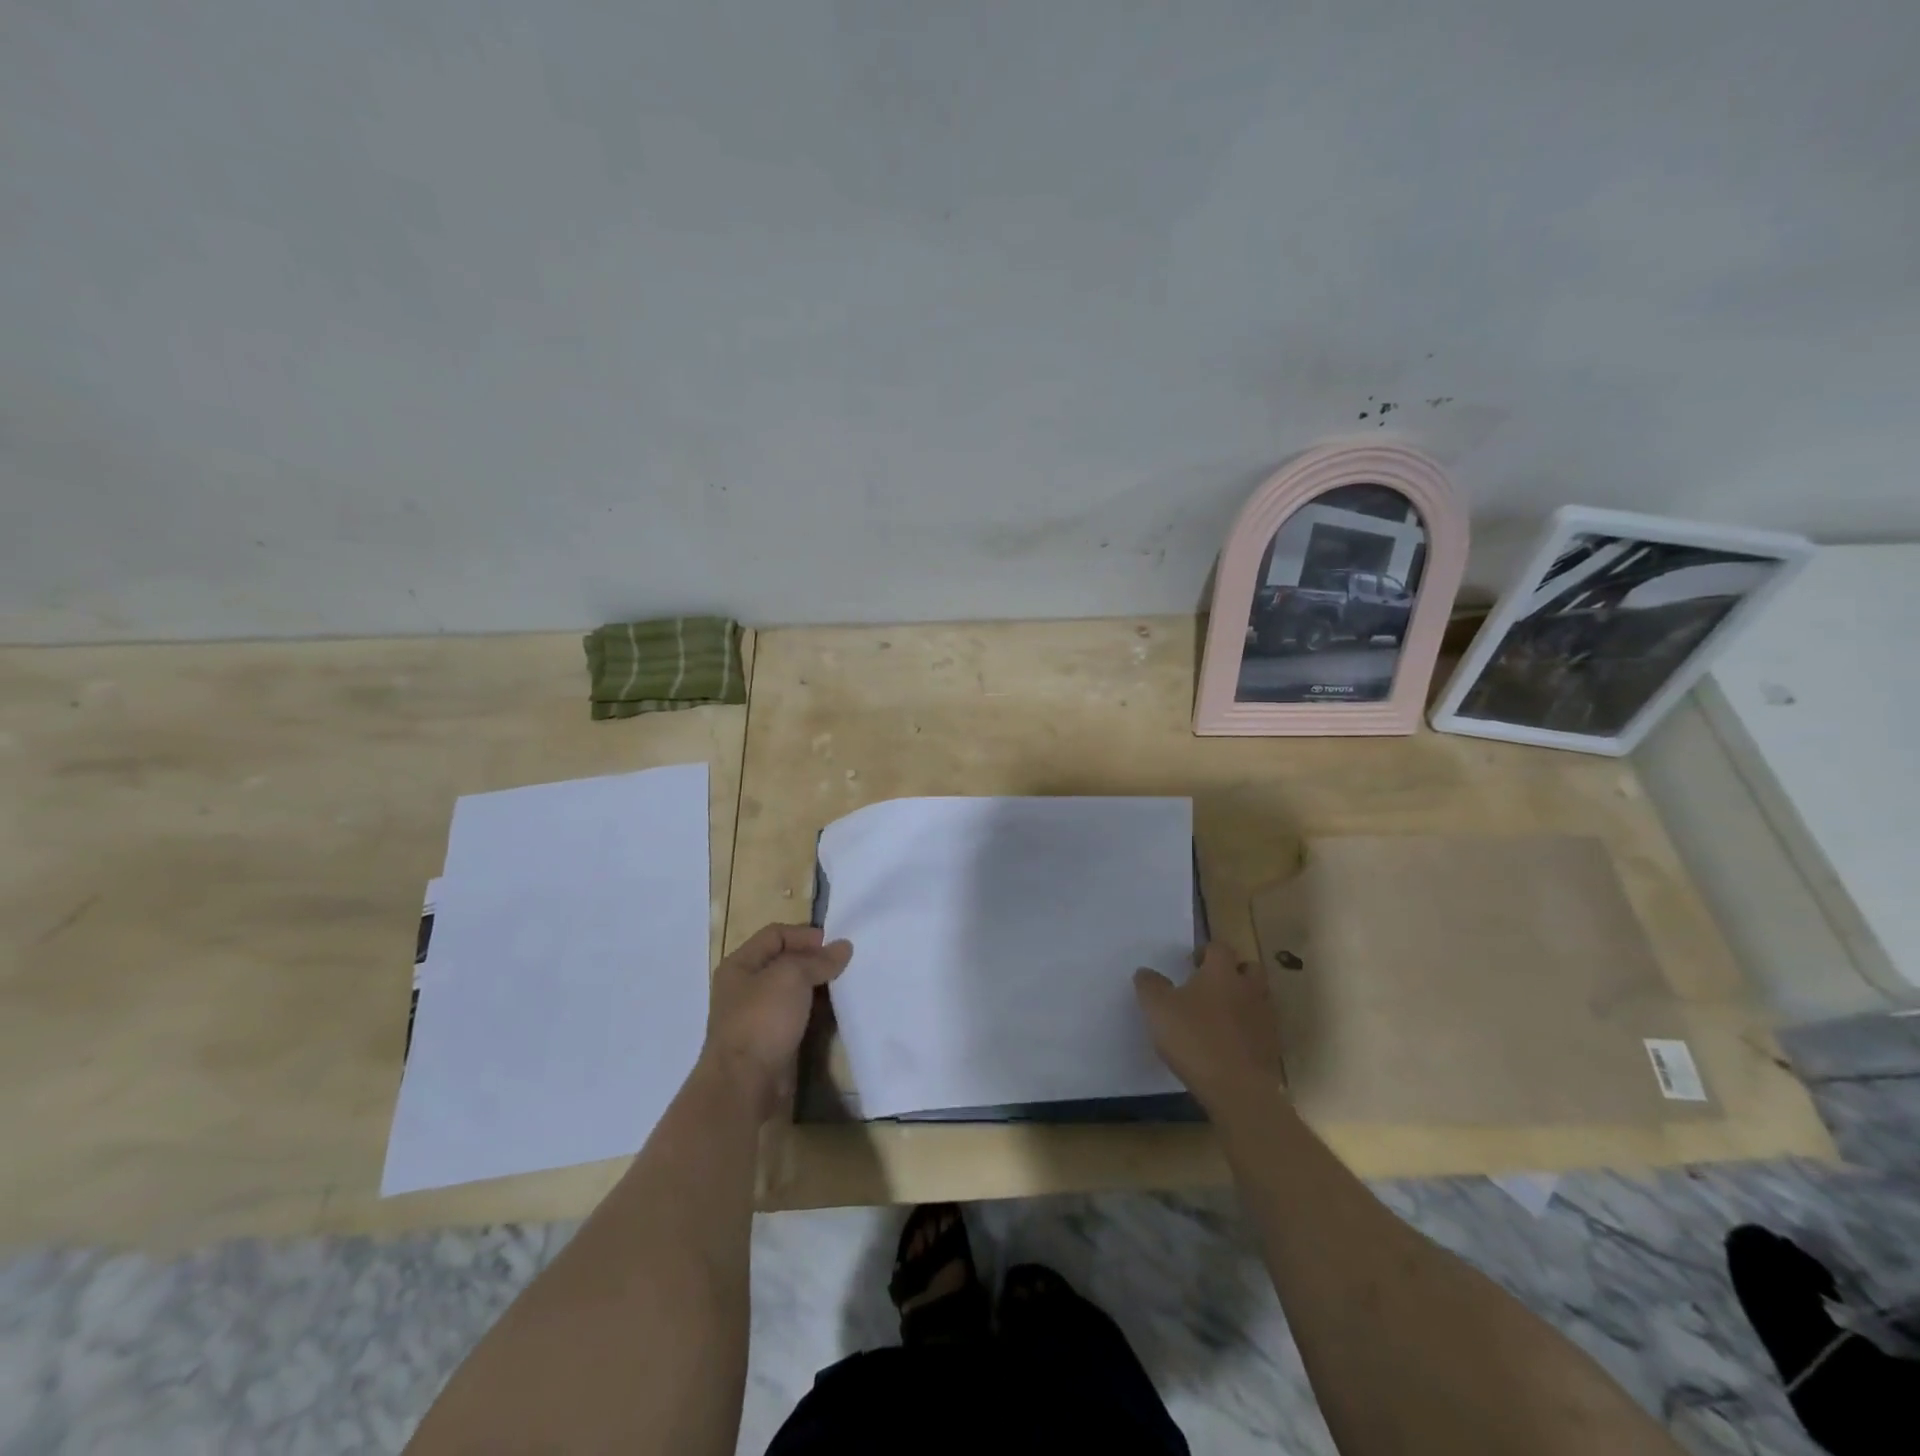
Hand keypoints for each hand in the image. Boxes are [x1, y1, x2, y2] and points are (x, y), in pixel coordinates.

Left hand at [697, 923, 852, 1119]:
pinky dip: (814, 1011)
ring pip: (791, 991)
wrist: (745, 1084)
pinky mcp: (770, 1041)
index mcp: (740, 964)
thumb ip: (818, 960)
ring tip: (843, 986)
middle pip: (784, 962)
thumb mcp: (792, 976)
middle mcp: (744, 987)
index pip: (775, 934)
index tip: (833, 944)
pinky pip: (796, 1016)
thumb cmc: (762, 1019)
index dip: (804, 935)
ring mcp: (756, 1016)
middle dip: (813, 960)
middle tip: (843, 965)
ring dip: (816, 987)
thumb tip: (843, 947)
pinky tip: (833, 1013)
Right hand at [1134, 942, 1284, 1111]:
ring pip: (1258, 998)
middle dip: (1233, 972)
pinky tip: (1229, 1044)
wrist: (1237, 1088)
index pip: (1219, 948)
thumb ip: (1149, 985)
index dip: (1205, 951)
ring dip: (1242, 1001)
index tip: (1191, 964)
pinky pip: (1260, 1028)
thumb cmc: (1194, 1038)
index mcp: (1222, 973)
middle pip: (1249, 968)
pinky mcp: (1272, 1047)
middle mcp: (1248, 989)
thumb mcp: (1157, 1008)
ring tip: (1219, 1016)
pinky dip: (1247, 1030)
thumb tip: (1145, 972)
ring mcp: (1265, 1019)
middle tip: (1211, 985)